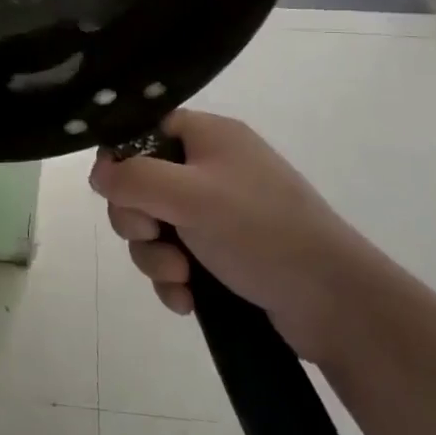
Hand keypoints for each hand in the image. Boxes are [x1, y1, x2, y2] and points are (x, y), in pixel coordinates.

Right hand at [88, 109, 382, 360]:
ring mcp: (218, 212)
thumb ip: (134, 178)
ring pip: (153, 226)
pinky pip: (174, 257)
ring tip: (181, 278)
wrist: (336, 304)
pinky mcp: (223, 253)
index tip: (120, 192)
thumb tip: (99, 174)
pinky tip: (188, 300)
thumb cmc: (261, 232)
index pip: (143, 130)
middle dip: (137, 220)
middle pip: (140, 183)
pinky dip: (173, 279)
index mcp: (208, 136)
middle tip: (155, 236)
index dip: (122, 160)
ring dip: (154, 256)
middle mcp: (211, 168)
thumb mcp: (190, 196)